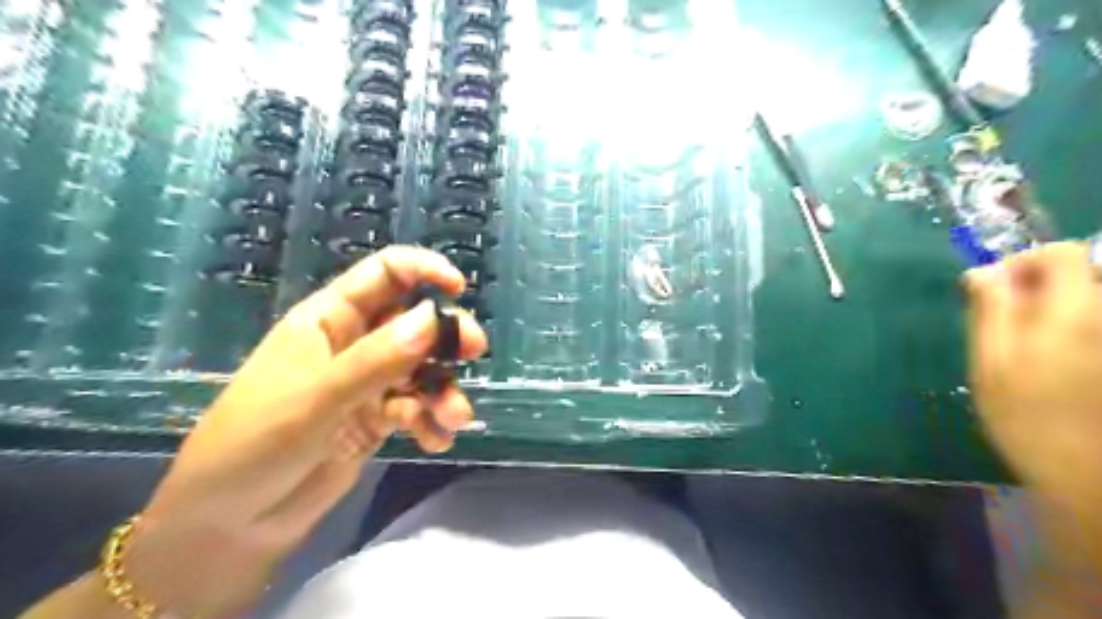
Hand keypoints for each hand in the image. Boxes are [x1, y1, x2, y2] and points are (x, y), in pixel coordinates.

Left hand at [124, 248, 485, 618]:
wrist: (228, 525)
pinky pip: (416, 408)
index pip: (384, 274)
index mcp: (330, 319)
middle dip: (446, 336)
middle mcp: (354, 344)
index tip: (458, 288)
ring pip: (422, 369)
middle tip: (474, 352)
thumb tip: (435, 317)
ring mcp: (368, 383)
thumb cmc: (254, 445)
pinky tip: (434, 442)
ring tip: (453, 419)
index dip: (423, 270)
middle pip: (415, 322)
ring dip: (444, 390)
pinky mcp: (377, 419)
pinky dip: (431, 422)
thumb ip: (376, 359)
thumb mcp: (315, 399)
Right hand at [967, 241, 1101, 517]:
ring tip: (1037, 342)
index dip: (1026, 263)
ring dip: (1064, 307)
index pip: (1063, 254)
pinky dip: (1080, 327)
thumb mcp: (989, 362)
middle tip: (1014, 320)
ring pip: (1095, 299)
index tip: (999, 291)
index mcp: (1076, 312)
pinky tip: (1064, 358)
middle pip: (1088, 272)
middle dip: (1047, 286)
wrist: (1087, 473)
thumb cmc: (1026, 417)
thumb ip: (990, 310)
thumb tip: (983, 272)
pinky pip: (1097, 324)